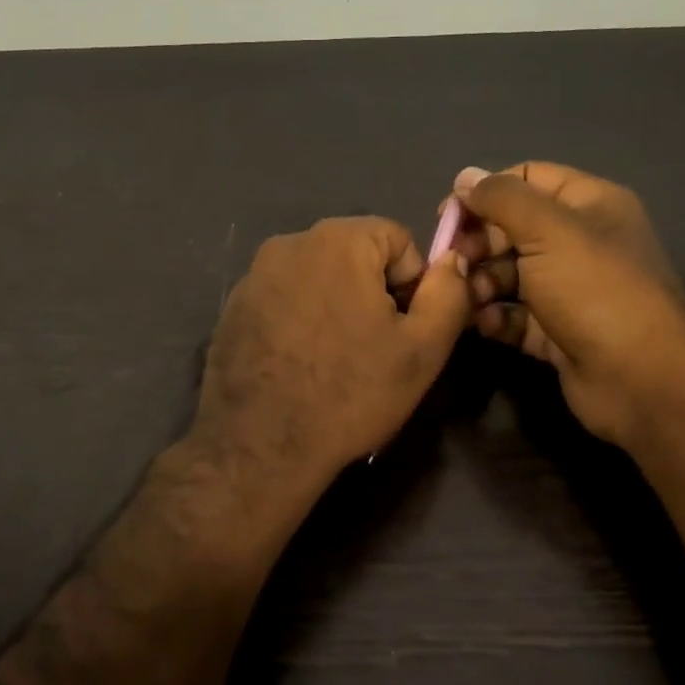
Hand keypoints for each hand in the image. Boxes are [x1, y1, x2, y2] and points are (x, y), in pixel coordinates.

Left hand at [189, 216, 472, 493]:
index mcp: (338, 240)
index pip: (397, 239)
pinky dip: (299, 321)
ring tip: (335, 361)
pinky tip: (300, 365)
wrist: (261, 445)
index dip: (412, 284)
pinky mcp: (232, 308)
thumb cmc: (351, 393)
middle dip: (372, 294)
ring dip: (335, 307)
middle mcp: (289, 243)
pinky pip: (284, 300)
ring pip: (317, 278)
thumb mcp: (422, 349)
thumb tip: (452, 260)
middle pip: (354, 255)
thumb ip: (449, 294)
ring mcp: (253, 276)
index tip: (403, 331)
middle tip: (373, 350)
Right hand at [451, 162, 684, 445]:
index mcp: (589, 205)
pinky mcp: (556, 332)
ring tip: (471, 298)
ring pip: (509, 275)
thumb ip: (502, 198)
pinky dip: (495, 317)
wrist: (641, 378)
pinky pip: (514, 316)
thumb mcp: (548, 230)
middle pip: (513, 229)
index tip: (449, 215)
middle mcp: (580, 243)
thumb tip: (464, 177)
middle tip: (456, 262)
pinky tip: (484, 324)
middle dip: (479, 243)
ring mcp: (568, 290)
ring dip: (482, 283)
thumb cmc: (595, 290)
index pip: (528, 178)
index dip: (487, 191)